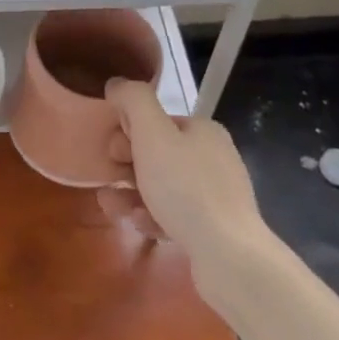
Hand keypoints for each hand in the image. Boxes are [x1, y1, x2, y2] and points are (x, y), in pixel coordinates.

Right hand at [97, 79, 265, 277]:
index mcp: (202, 131)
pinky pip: (173, 215)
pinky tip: (139, 226)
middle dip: (126, 167)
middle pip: (156, 154)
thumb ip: (133, 100)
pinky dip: (152, 217)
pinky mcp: (214, 228)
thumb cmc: (185, 188)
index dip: (128, 132)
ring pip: (161, 187)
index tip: (112, 152)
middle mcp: (213, 158)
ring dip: (131, 194)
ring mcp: (216, 195)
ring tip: (112, 207)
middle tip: (109, 180)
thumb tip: (117, 84)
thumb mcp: (152, 133)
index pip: (156, 121)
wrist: (229, 256)